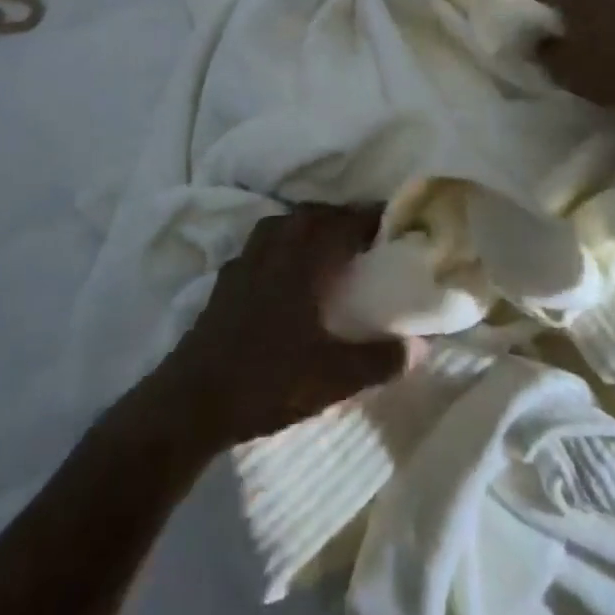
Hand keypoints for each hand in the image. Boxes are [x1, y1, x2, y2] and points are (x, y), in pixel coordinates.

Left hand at [157, 205, 409, 447]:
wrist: (192, 400)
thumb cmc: (267, 380)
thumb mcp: (333, 378)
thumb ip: (379, 359)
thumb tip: (422, 345)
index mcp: (304, 259)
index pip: (345, 221)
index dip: (372, 218)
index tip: (395, 225)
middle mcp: (276, 246)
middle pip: (313, 214)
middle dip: (342, 218)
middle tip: (366, 238)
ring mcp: (246, 259)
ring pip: (284, 224)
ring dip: (310, 226)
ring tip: (328, 248)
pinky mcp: (227, 278)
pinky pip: (262, 244)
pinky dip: (282, 245)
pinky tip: (286, 273)